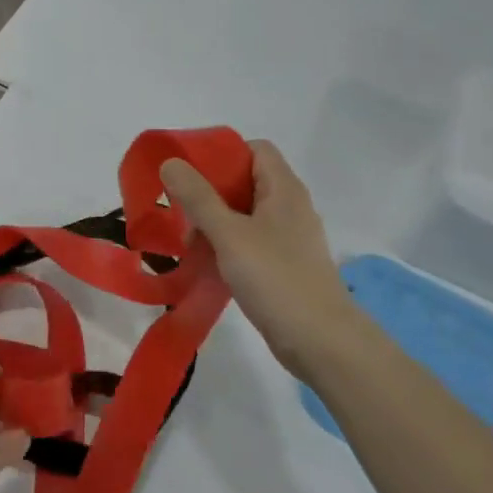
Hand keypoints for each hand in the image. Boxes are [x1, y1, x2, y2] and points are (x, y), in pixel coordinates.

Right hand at [161, 140, 358, 380]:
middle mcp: (290, 207)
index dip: (222, 154)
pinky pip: (250, 242)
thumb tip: (171, 161)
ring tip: (190, 244)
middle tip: (182, 212)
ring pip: (244, 215)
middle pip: (246, 182)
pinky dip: (227, 246)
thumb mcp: (229, 234)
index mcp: (283, 189)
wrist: (322, 342)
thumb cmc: (276, 278)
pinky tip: (208, 265)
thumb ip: (198, 197)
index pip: (255, 149)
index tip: (189, 172)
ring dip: (215, 223)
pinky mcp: (284, 265)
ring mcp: (289, 238)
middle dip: (210, 192)